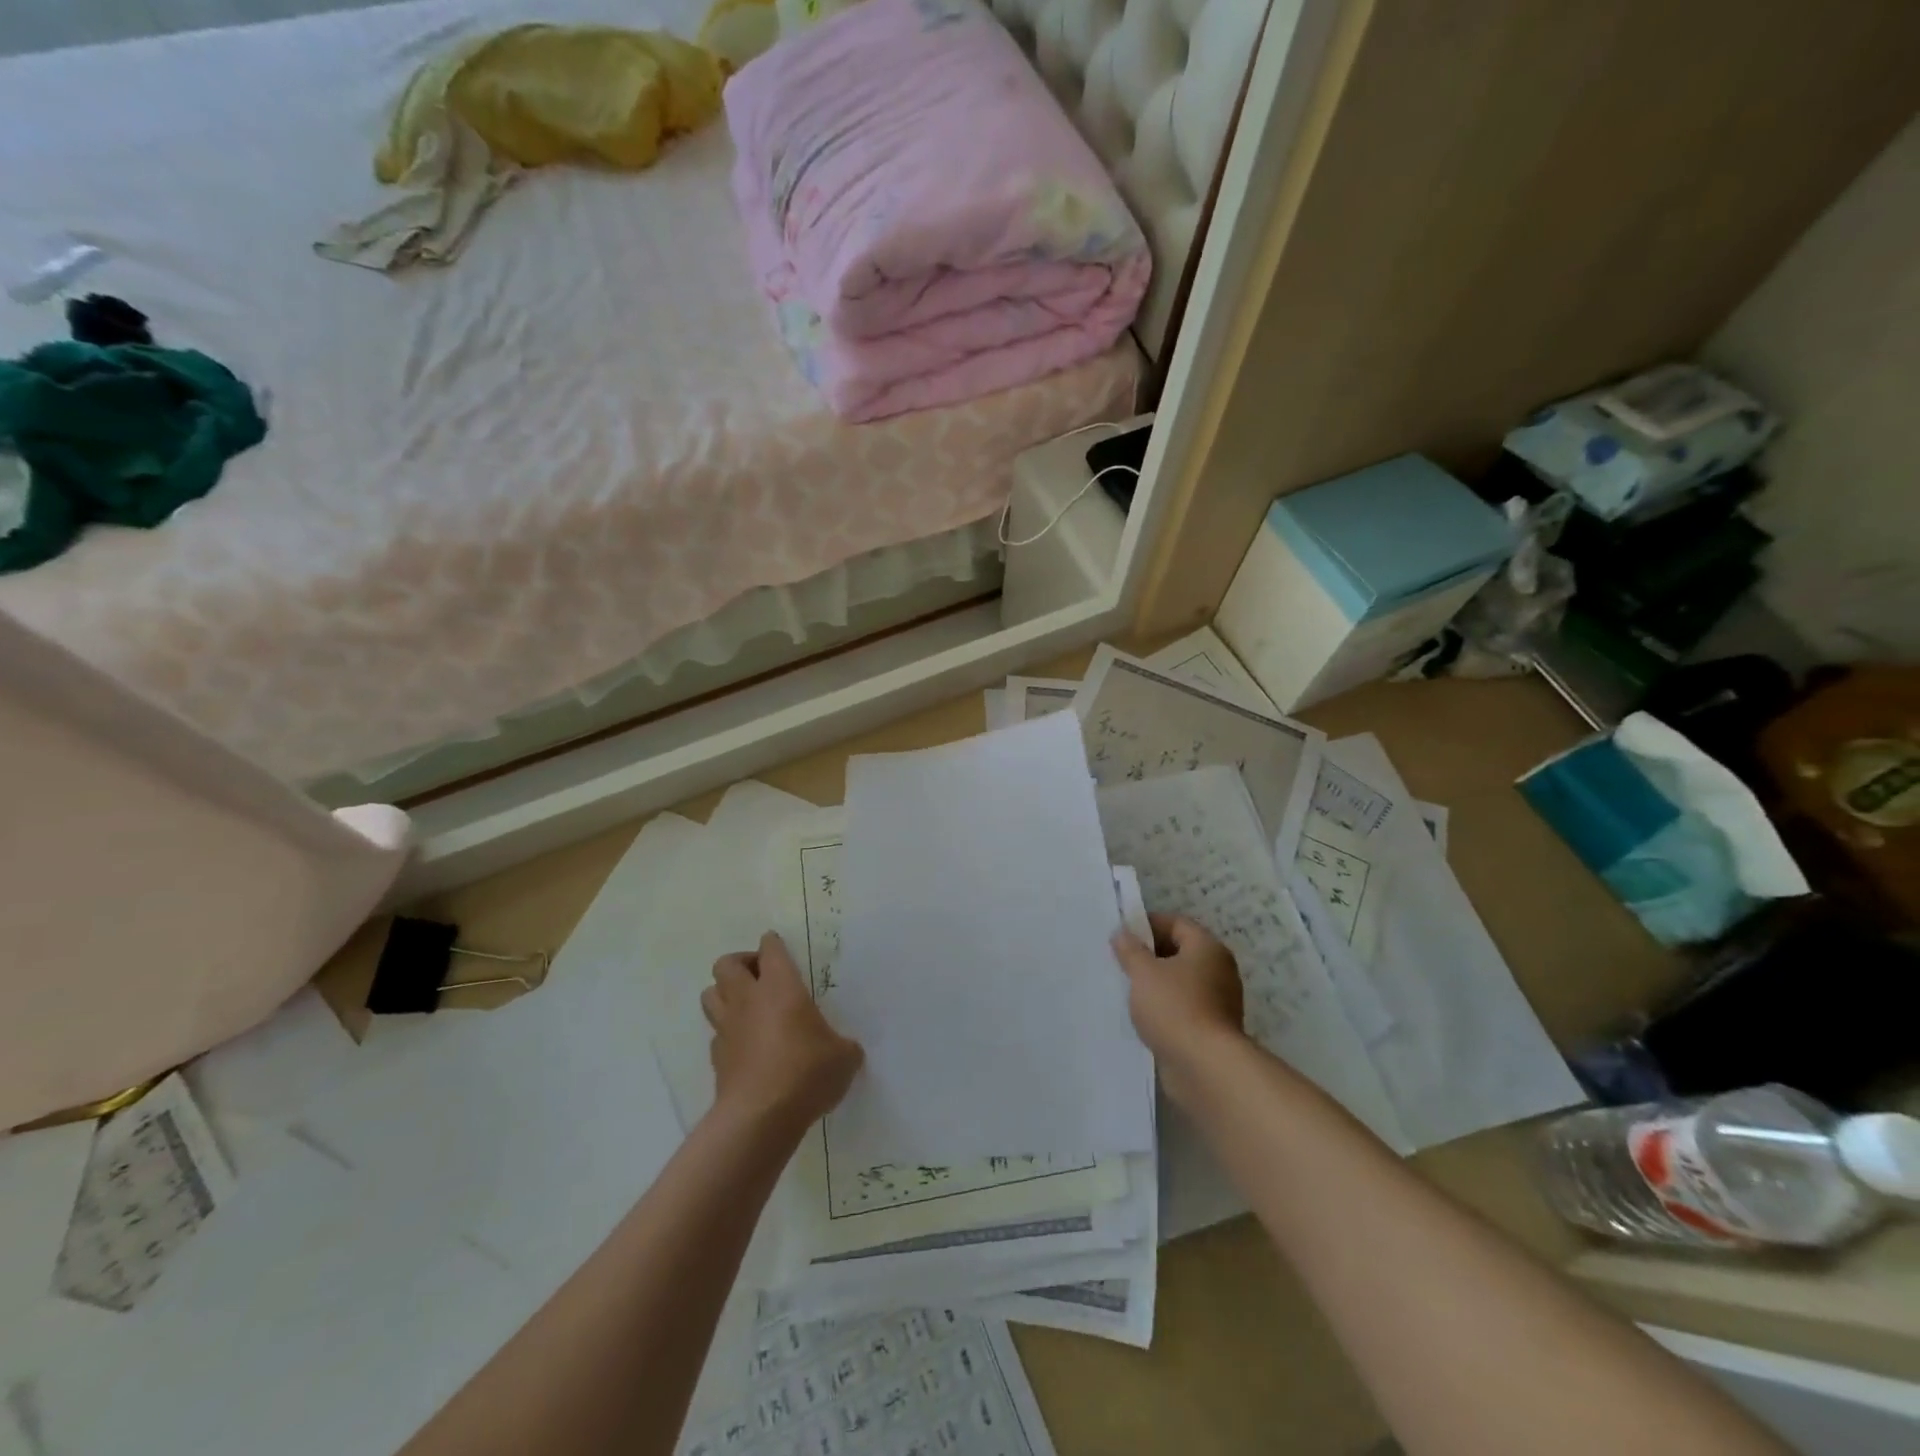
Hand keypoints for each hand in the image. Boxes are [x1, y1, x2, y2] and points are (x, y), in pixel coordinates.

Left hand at [702, 932, 863, 1131]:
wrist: (760, 1118)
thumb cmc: (806, 1072)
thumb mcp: (843, 1057)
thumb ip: (844, 1046)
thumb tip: (845, 1050)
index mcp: (780, 986)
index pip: (770, 949)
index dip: (773, 944)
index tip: (778, 947)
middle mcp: (748, 1000)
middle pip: (726, 964)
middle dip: (741, 964)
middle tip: (761, 977)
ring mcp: (727, 1029)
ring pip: (710, 995)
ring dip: (725, 993)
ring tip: (747, 1006)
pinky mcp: (716, 1059)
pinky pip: (716, 1034)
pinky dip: (727, 1033)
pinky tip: (746, 1046)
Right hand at [1111, 913, 1245, 1098]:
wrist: (1205, 1068)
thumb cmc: (1174, 1008)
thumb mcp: (1143, 972)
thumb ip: (1130, 950)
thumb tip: (1122, 933)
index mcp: (1207, 948)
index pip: (1176, 923)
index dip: (1147, 924)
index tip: (1121, 935)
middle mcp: (1218, 970)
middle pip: (1179, 952)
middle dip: (1149, 955)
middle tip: (1119, 961)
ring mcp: (1218, 1001)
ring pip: (1180, 982)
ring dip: (1155, 984)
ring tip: (1126, 989)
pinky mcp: (1212, 1029)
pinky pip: (1183, 1007)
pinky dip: (1164, 1008)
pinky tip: (1142, 1016)